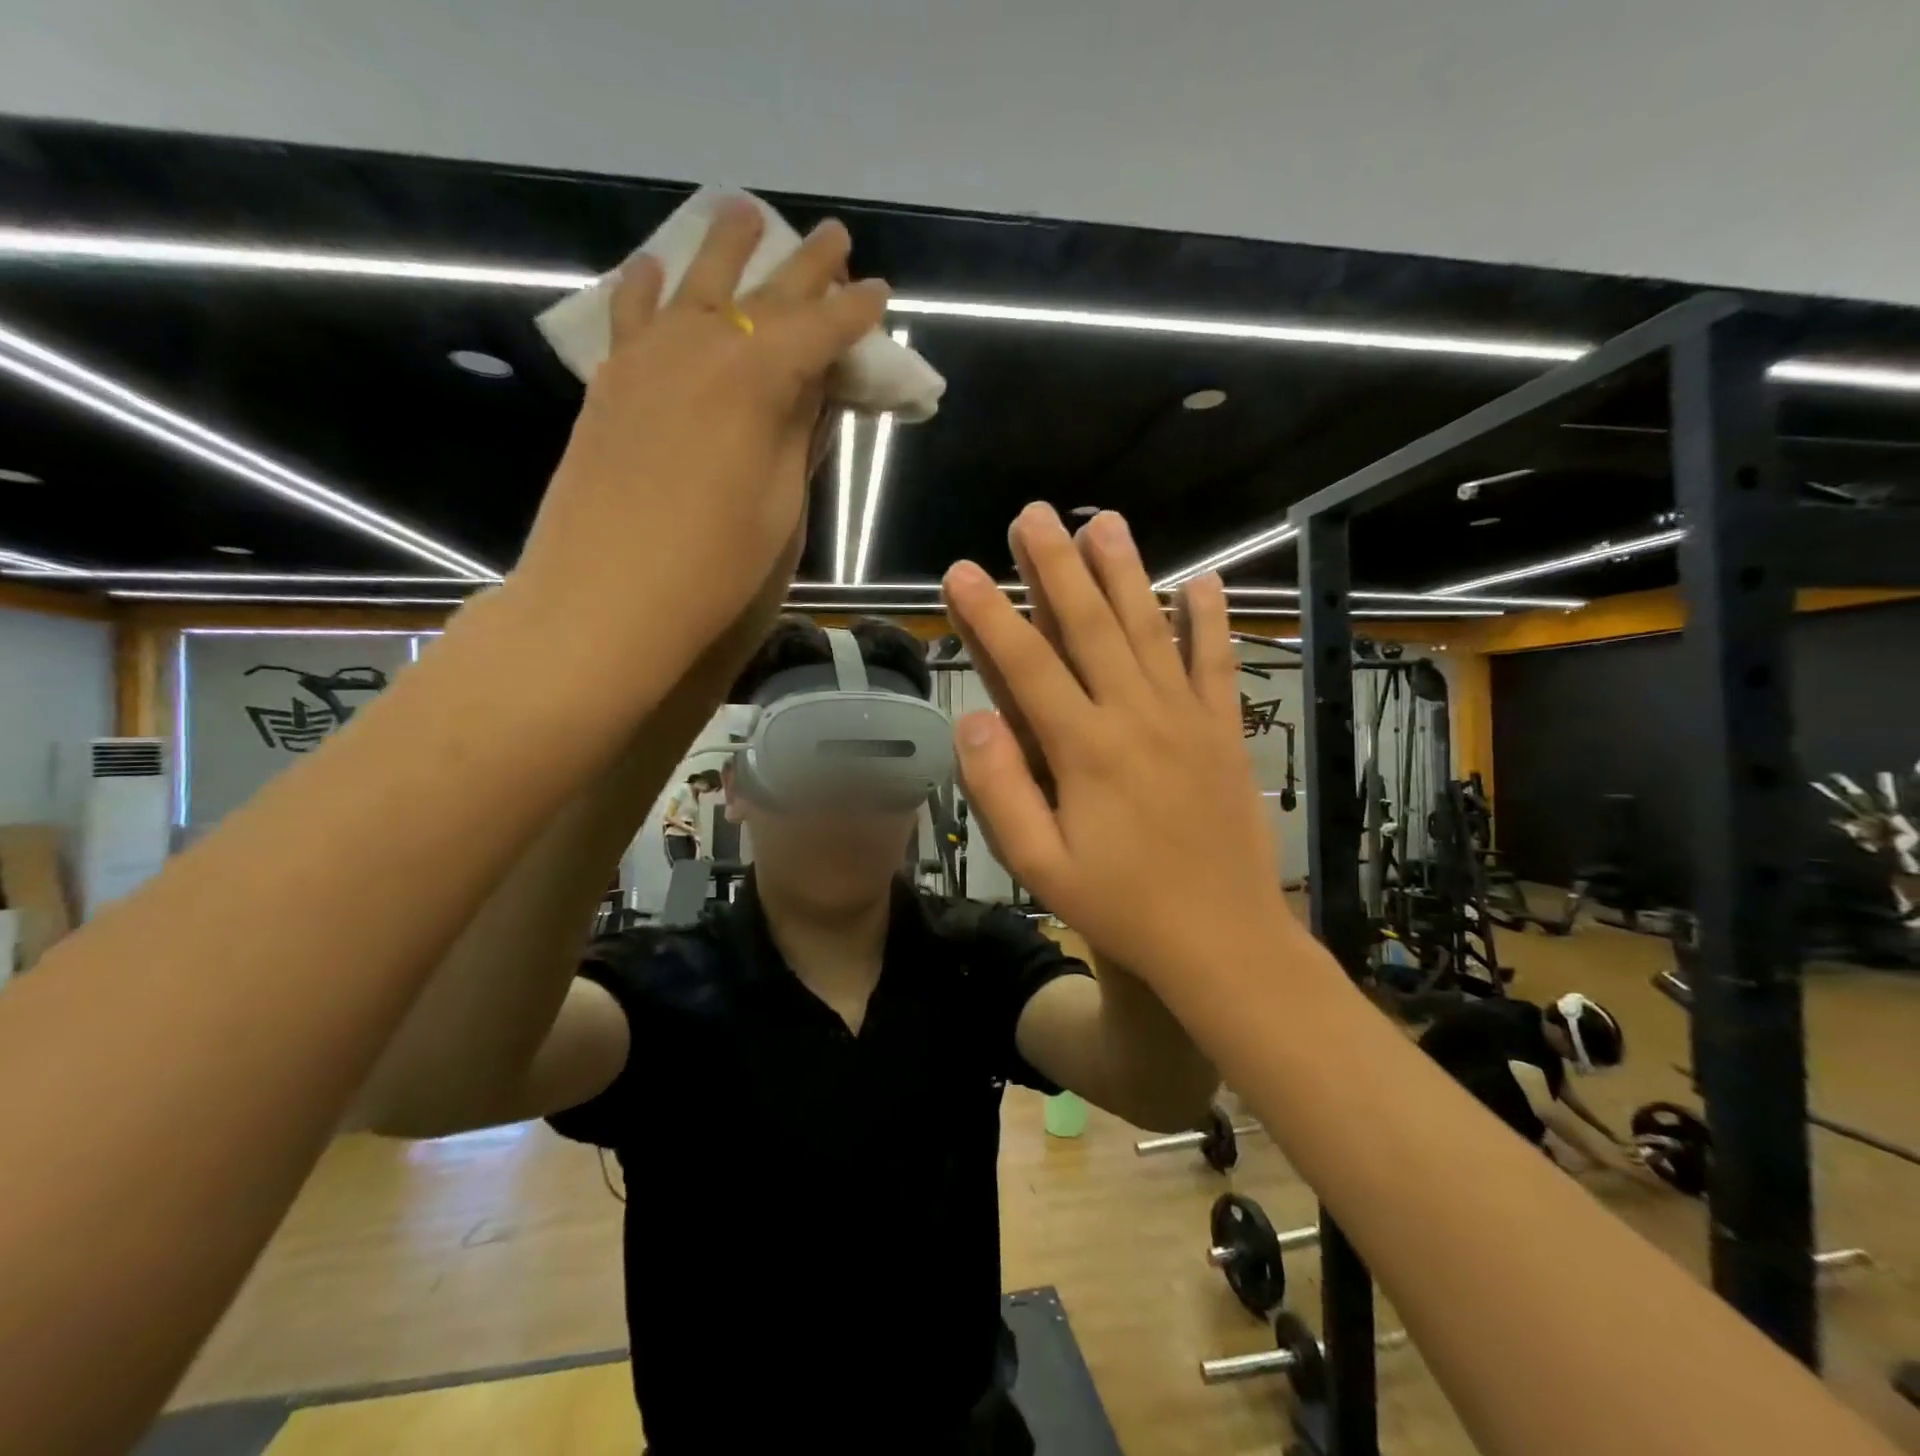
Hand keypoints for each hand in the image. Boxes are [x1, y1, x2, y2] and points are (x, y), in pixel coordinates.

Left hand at [514, 197, 887, 672]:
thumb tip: (815, 386)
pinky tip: (653, 267)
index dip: (854, 312)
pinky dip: (648, 286)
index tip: (880, 291)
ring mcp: (647, 360)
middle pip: (764, 296)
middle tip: (835, 237)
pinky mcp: (611, 384)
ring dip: (725, 248)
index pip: (818, 331)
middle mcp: (702, 349)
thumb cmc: (714, 566)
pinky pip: (632, 314)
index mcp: (756, 382)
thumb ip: (797, 434)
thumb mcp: (780, 505)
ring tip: (744, 212)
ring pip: (694, 284)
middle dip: (805, 266)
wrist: (606, 597)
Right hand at [941, 503, 1285, 986]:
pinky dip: (1210, 620)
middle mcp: (1135, 716)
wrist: (1224, 938)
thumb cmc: (1123, 907)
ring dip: (1125, 572)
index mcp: (1084, 750)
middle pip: (1090, 626)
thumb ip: (1001, 792)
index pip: (1026, 666)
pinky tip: (1203, 580)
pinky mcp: (1224, 730)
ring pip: (1150, 628)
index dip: (989, 615)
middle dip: (1056, 566)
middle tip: (1033, 514)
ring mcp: (1187, 717)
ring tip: (1105, 523)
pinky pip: (1217, 663)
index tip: (959, 571)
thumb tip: (973, 721)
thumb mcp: (1041, 868)